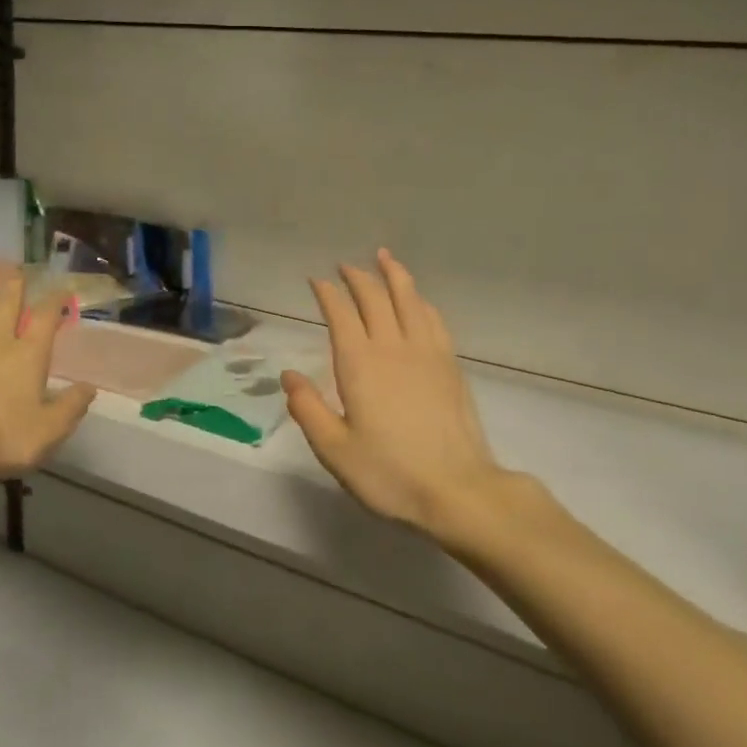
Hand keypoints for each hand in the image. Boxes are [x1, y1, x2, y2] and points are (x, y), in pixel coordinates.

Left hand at [0, 279, 96, 498]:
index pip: (45, 316)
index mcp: (29, 354)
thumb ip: (72, 406)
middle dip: (15, 288)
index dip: (55, 300)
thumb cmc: (3, 438)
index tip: (62, 291)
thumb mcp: (50, 430)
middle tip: (18, 279)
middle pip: (6, 303)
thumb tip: (89, 387)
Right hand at [284, 251, 546, 547]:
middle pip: (375, 297)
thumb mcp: (335, 449)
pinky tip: (417, 300)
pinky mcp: (450, 364)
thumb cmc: (389, 473)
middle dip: (357, 277)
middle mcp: (393, 347)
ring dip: (394, 275)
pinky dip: (420, 301)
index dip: (327, 293)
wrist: (456, 489)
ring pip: (409, 299)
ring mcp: (426, 352)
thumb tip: (289, 376)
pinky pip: (432, 318)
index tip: (316, 280)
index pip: (341, 313)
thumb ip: (308, 409)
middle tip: (344, 266)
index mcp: (359, 364)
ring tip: (384, 257)